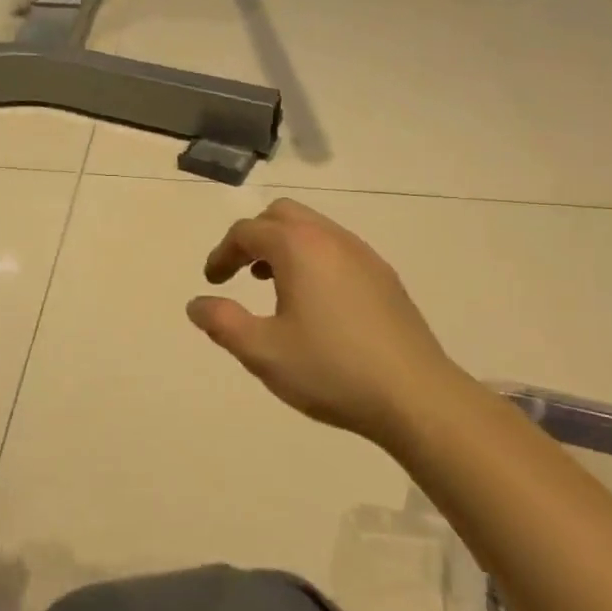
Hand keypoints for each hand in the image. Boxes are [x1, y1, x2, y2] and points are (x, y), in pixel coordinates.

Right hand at [186, 198, 466, 447]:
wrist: (415, 395)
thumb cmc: (330, 369)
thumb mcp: (262, 351)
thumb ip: (222, 322)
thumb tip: (196, 304)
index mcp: (299, 248)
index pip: (248, 231)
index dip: (222, 254)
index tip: (213, 283)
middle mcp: (331, 238)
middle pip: (282, 215)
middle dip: (254, 238)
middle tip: (240, 273)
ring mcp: (364, 255)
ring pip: (313, 229)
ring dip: (285, 247)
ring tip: (273, 287)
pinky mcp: (384, 277)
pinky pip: (337, 249)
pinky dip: (313, 259)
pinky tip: (315, 304)